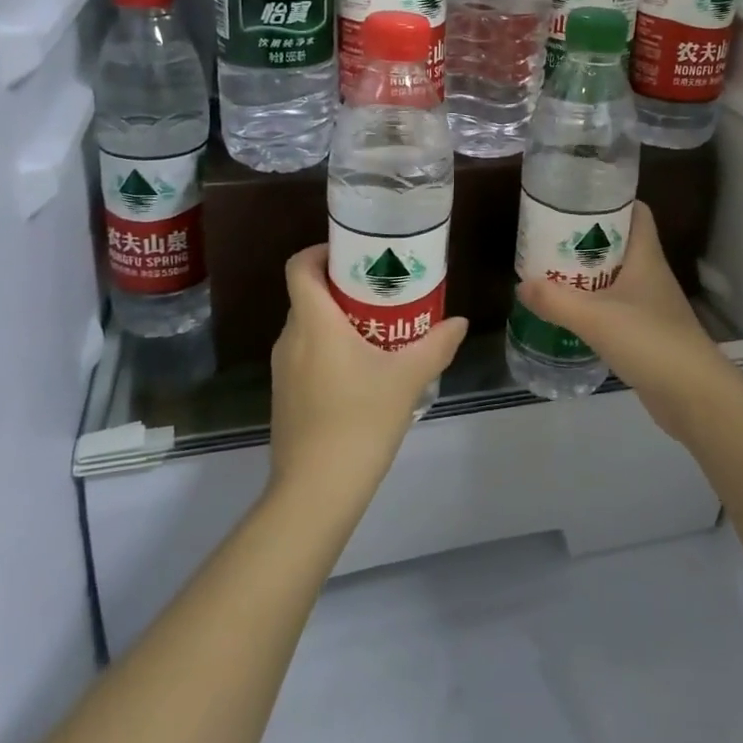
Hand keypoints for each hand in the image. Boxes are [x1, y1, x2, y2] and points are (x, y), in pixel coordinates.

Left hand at [268, 246, 466, 501]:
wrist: (316, 491)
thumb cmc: (360, 420)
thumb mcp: (407, 379)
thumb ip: (435, 346)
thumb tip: (459, 323)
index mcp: (313, 322)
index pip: (300, 266)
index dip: (321, 251)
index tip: (355, 254)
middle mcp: (290, 338)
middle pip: (309, 294)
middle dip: (343, 286)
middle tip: (383, 290)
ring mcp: (283, 369)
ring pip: (309, 326)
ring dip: (338, 320)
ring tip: (380, 328)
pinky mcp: (286, 395)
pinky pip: (307, 354)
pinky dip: (330, 347)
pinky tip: (363, 370)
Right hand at [514, 202, 741, 440]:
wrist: (694, 396)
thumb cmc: (649, 340)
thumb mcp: (595, 317)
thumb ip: (555, 300)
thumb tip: (521, 285)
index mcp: (646, 257)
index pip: (636, 212)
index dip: (610, 201)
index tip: (576, 201)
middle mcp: (651, 274)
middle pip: (619, 244)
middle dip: (587, 240)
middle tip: (551, 239)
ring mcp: (651, 305)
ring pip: (616, 277)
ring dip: (588, 275)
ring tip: (552, 273)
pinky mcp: (647, 334)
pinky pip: (616, 308)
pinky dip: (595, 306)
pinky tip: (571, 314)